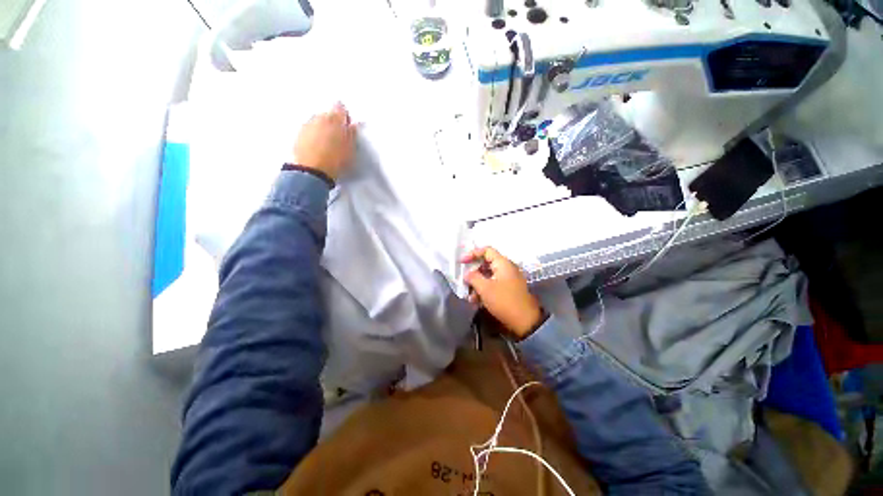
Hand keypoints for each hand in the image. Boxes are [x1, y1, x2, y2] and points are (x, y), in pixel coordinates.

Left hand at [294, 102, 356, 180]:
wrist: (312, 171)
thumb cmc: (335, 160)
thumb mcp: (351, 149)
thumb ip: (352, 134)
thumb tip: (352, 125)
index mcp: (334, 118)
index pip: (340, 108)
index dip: (345, 115)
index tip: (348, 125)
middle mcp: (319, 117)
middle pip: (328, 114)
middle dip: (333, 122)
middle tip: (339, 137)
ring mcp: (307, 125)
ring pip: (317, 122)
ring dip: (323, 129)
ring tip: (329, 144)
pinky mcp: (299, 135)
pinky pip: (309, 131)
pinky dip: (314, 136)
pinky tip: (319, 148)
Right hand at [462, 247, 543, 339]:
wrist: (525, 321)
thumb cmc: (504, 301)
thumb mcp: (485, 288)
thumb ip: (473, 277)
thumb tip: (467, 273)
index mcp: (503, 263)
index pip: (486, 250)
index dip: (473, 254)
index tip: (462, 262)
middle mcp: (507, 268)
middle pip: (486, 263)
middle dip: (474, 272)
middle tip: (464, 280)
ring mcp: (509, 279)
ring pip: (488, 275)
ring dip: (477, 283)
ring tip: (469, 296)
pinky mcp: (509, 289)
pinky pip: (493, 284)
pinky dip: (484, 290)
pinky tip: (476, 301)